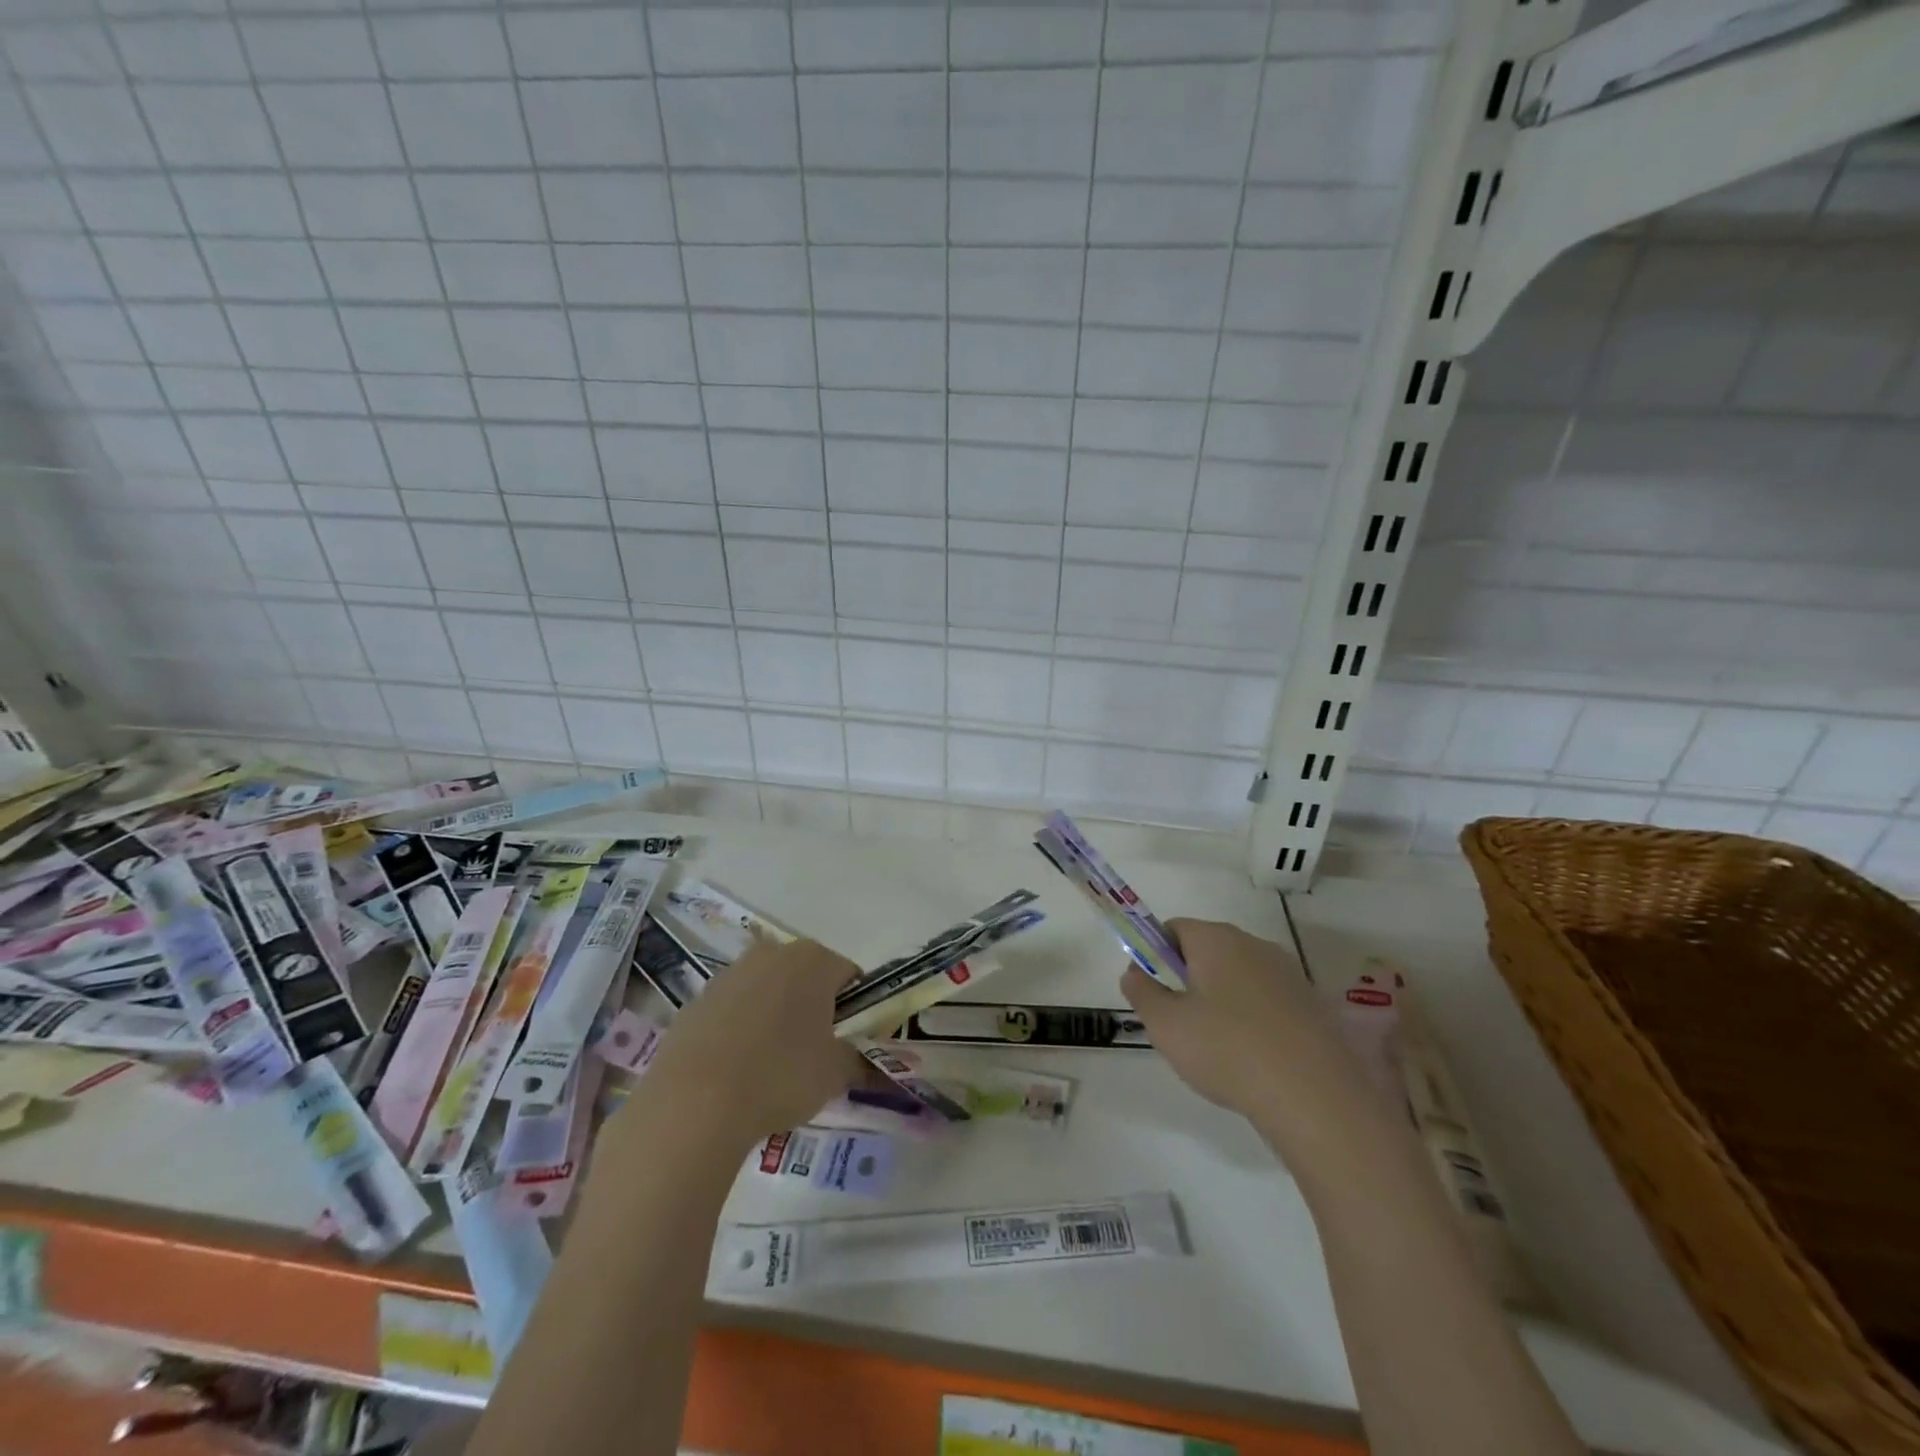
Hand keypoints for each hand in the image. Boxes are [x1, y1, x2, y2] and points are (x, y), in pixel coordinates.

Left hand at [640, 938, 870, 1145]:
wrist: (694, 1101)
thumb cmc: (781, 1075)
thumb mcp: (835, 1073)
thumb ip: (858, 1060)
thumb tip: (866, 1062)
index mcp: (815, 960)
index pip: (849, 975)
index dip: (855, 1008)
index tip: (849, 1041)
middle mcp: (773, 953)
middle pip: (805, 977)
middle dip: (812, 1007)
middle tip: (814, 1052)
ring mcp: (730, 974)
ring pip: (766, 991)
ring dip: (774, 1016)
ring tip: (771, 1066)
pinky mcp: (696, 1000)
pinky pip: (731, 1011)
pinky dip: (739, 1031)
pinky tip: (735, 1071)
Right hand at [1123, 918, 1383, 1149]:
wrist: (1315, 1097)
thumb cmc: (1227, 1049)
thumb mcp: (1166, 1025)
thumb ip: (1142, 993)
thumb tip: (1134, 972)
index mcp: (1216, 939)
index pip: (1174, 928)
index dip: (1155, 954)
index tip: (1152, 990)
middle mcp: (1254, 944)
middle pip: (1208, 950)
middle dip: (1189, 979)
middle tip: (1179, 1022)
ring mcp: (1288, 973)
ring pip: (1239, 977)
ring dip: (1222, 1001)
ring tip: (1217, 1048)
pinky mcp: (1312, 1004)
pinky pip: (1268, 1001)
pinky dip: (1253, 1019)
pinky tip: (1253, 1058)